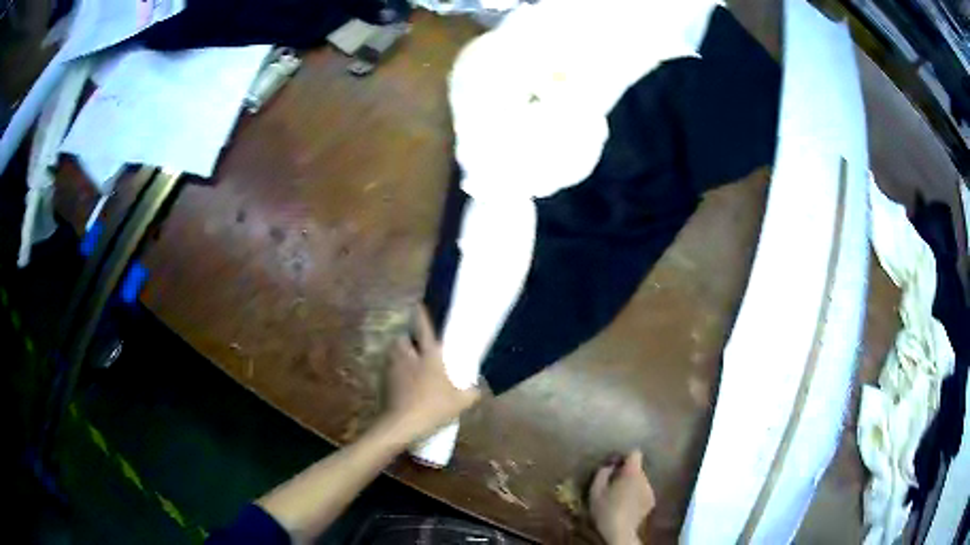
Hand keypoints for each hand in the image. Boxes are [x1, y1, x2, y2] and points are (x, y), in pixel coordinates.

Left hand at [383, 305, 480, 441]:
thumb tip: (479, 386)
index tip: (419, 305)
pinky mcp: (383, 380)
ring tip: (407, 361)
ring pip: (393, 352)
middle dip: (407, 338)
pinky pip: (388, 368)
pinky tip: (400, 381)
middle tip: (415, 345)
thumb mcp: (461, 402)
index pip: (424, 328)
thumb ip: (472, 392)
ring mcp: (393, 368)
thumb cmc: (434, 408)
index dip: (422, 315)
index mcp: (430, 356)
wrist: (402, 423)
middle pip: (403, 338)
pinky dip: (393, 370)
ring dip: (399, 353)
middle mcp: (409, 356)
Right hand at [589, 450, 655, 544]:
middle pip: (637, 469)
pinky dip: (636, 495)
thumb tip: (609, 466)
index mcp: (632, 473)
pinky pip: (643, 492)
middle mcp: (645, 478)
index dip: (625, 457)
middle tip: (614, 485)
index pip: (635, 453)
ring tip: (620, 497)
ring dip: (632, 485)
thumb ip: (602, 474)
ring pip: (640, 481)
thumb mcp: (595, 491)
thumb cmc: (606, 510)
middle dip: (627, 473)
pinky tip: (627, 506)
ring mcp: (650, 490)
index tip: (615, 465)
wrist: (620, 531)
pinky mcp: (652, 501)